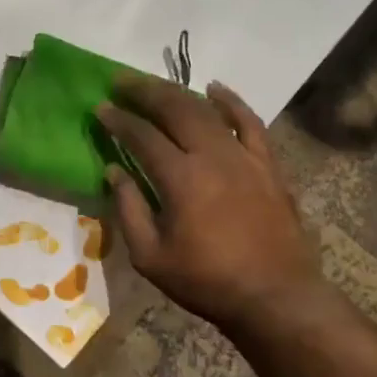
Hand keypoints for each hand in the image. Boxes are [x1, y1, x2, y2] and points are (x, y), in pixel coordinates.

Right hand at [97, 77, 319, 331]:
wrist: (275, 296)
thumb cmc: (207, 281)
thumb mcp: (151, 257)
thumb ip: (129, 209)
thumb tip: (114, 170)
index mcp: (181, 178)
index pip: (142, 136)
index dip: (118, 119)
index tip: (101, 107)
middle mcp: (212, 155)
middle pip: (175, 109)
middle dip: (144, 91)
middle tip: (121, 80)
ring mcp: (244, 156)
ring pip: (207, 110)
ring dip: (178, 92)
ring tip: (156, 84)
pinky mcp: (267, 163)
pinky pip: (250, 121)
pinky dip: (231, 101)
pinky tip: (215, 88)